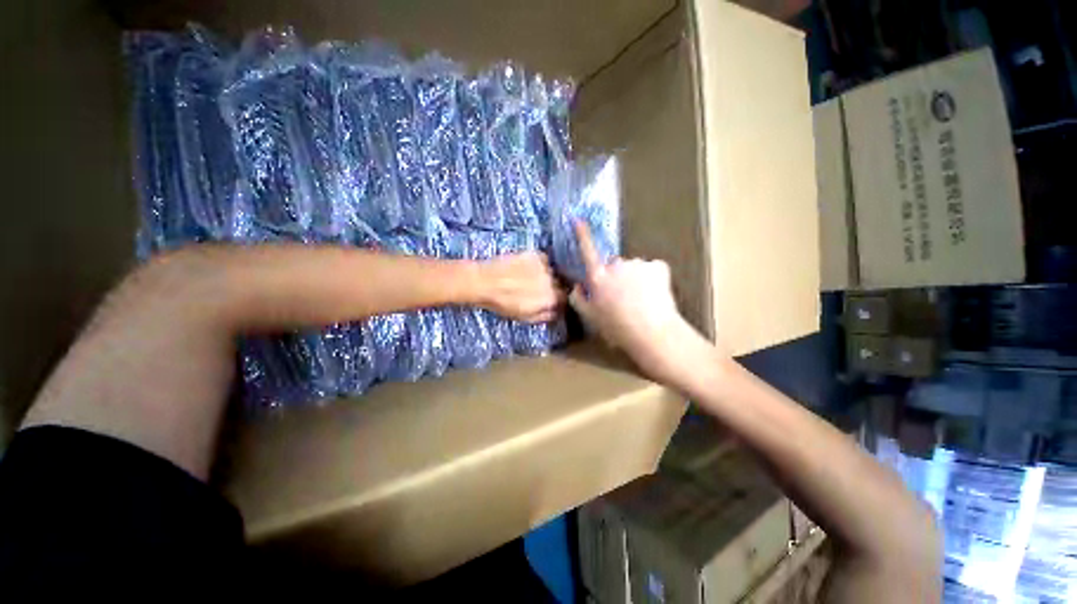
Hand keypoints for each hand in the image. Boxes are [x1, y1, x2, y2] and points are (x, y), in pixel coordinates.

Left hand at [477, 251, 563, 322]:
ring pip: (552, 271)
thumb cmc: (503, 304)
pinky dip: (539, 264)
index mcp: (550, 299)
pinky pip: (545, 260)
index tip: (551, 299)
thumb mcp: (524, 317)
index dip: (558, 299)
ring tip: (530, 277)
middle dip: (552, 287)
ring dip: (546, 275)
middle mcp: (552, 281)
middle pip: (560, 284)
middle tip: (538, 288)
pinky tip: (527, 267)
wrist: (484, 282)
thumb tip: (557, 312)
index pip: (565, 298)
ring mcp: (544, 266)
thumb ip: (545, 316)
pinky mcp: (536, 254)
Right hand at [569, 222, 703, 381]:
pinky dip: (653, 279)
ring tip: (641, 301)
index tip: (577, 219)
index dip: (582, 235)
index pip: (587, 252)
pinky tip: (655, 295)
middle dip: (617, 276)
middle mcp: (616, 265)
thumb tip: (577, 285)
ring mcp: (638, 264)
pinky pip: (652, 269)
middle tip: (623, 298)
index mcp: (598, 277)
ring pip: (634, 268)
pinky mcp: (657, 266)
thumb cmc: (617, 328)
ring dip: (635, 278)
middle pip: (615, 265)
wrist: (652, 333)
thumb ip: (578, 299)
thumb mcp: (590, 317)